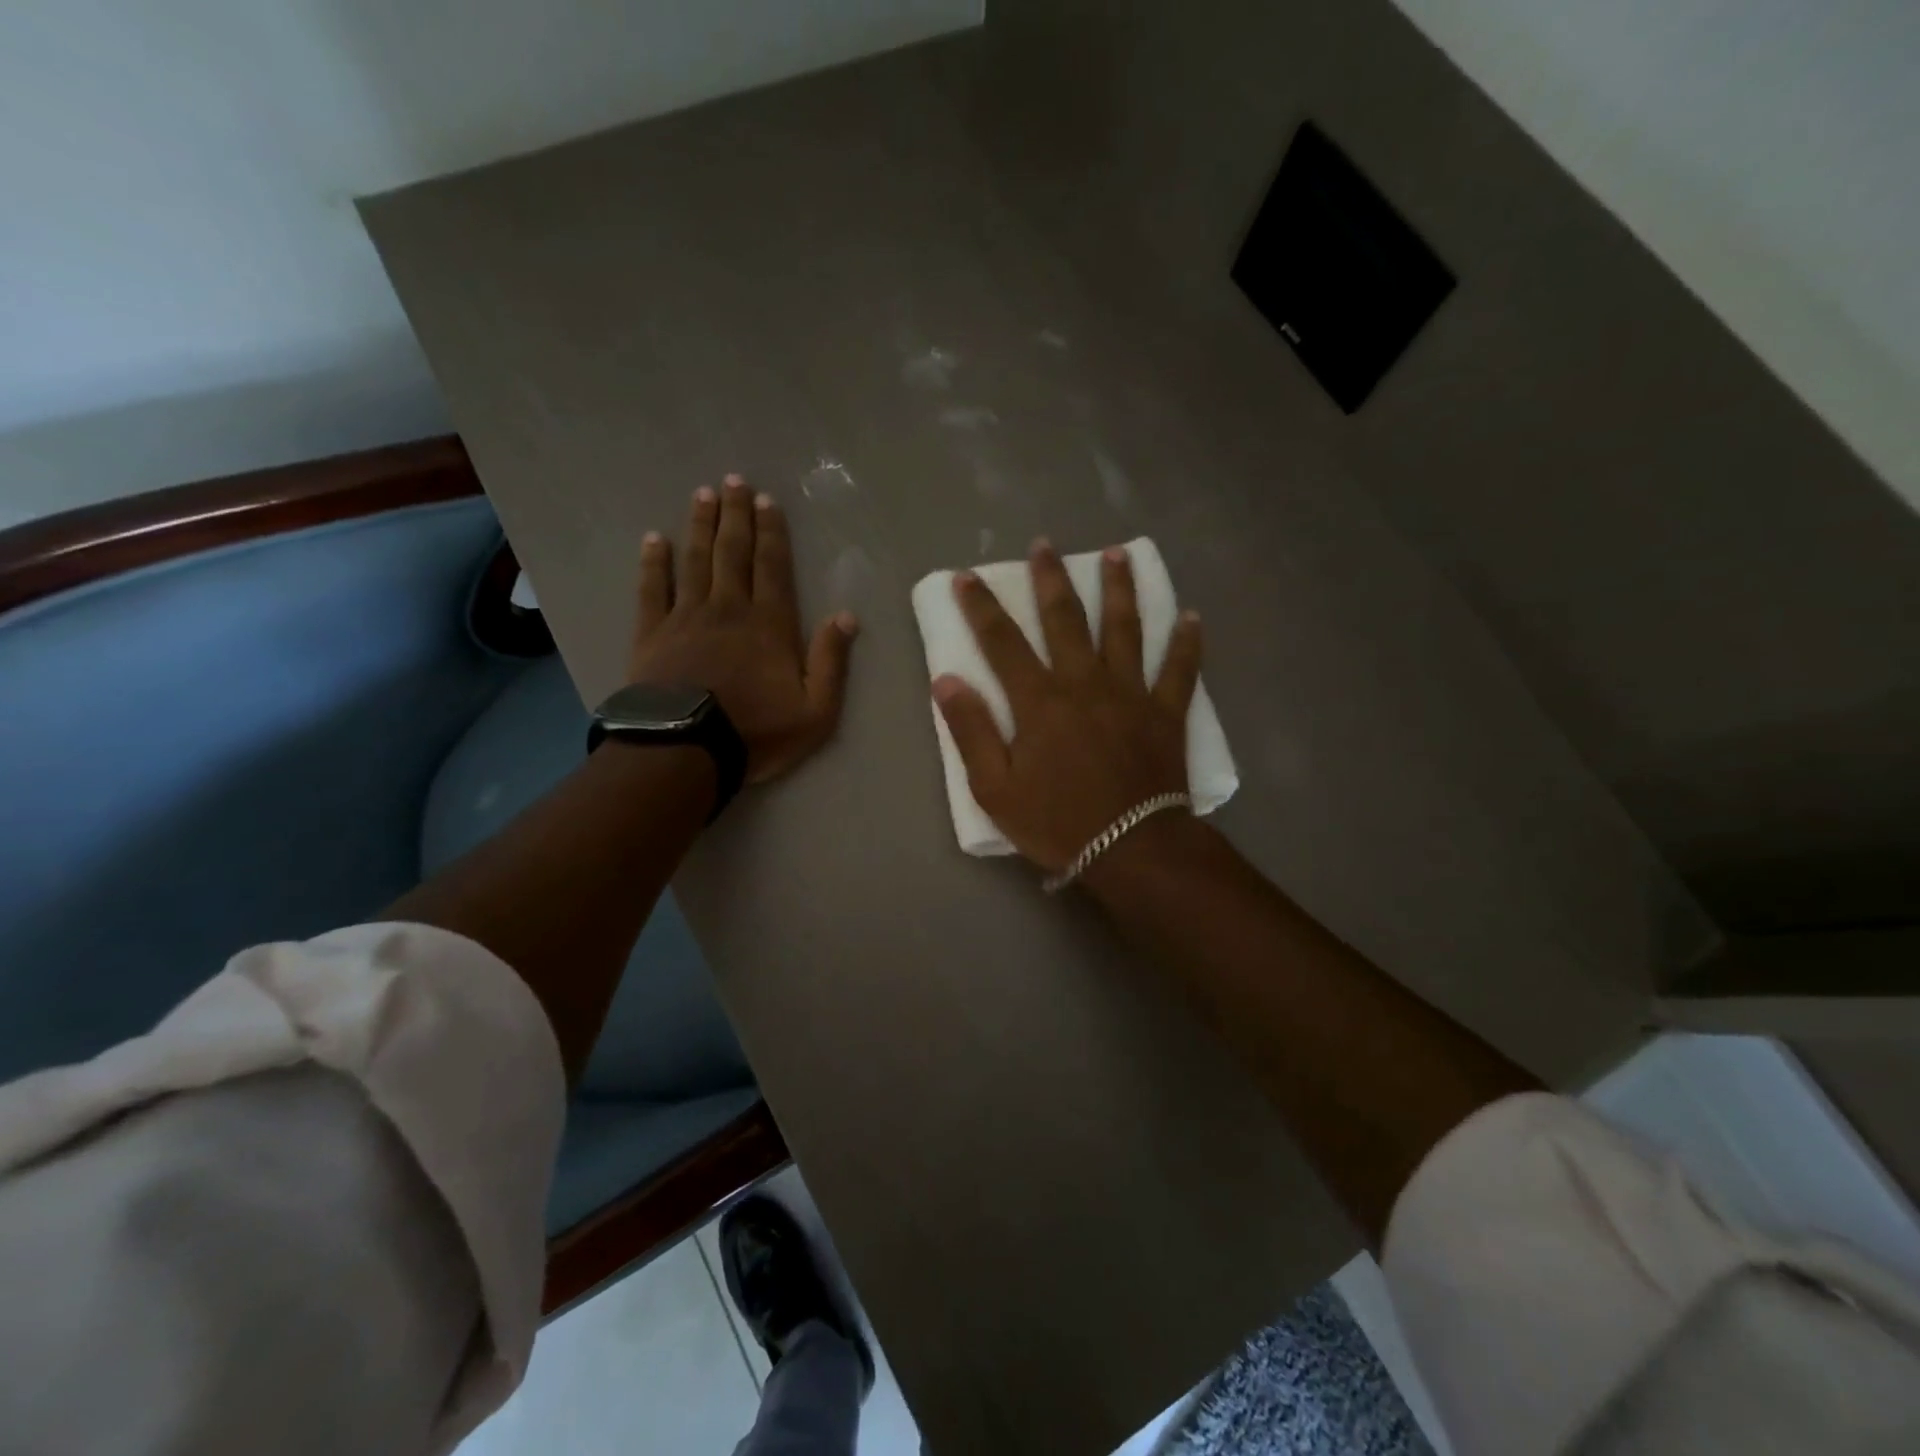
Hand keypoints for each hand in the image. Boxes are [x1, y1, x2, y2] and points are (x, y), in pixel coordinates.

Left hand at [629, 475, 857, 784]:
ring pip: (694, 560)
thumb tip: (846, 616)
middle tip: (733, 481)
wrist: (687, 750)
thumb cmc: (757, 731)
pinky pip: (652, 588)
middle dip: (735, 516)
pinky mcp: (652, 633)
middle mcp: (728, 609)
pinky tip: (653, 539)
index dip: (771, 532)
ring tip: (702, 495)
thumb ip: (831, 662)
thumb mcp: (816, 710)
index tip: (766, 501)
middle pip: (732, 553)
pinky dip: (653, 562)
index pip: (772, 567)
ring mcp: (686, 617)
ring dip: (699, 526)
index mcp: (769, 625)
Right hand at [932, 539, 1202, 872]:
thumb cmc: (1057, 822)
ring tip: (1117, 554)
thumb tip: (946, 680)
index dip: (982, 607)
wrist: (1131, 850)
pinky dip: (1187, 642)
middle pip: (1066, 619)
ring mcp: (1131, 693)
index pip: (1003, 642)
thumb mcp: (995, 789)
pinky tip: (1191, 616)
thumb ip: (971, 732)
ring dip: (1119, 589)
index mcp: (1039, 701)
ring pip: (1125, 629)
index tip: (968, 577)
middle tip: (1044, 545)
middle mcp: (1085, 683)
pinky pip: (1180, 669)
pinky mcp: (1166, 712)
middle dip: (1051, 579)